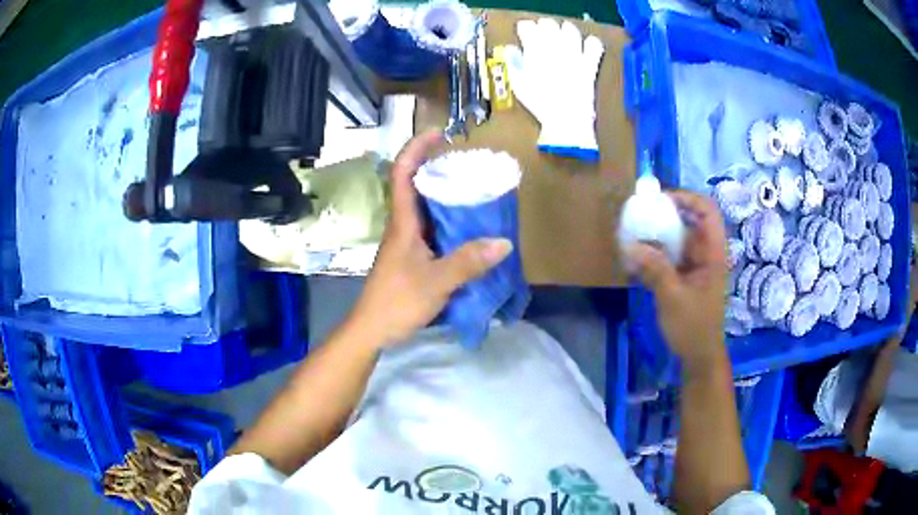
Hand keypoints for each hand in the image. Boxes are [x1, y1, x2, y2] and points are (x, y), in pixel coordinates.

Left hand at [347, 131, 512, 348]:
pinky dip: (451, 222)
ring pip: (427, 208)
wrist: (373, 330)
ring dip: (447, 195)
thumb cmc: (396, 302)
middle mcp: (404, 226)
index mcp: (403, 222)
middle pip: (417, 185)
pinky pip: (434, 229)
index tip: (439, 134)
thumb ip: (468, 262)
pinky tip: (471, 229)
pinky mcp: (414, 257)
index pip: (403, 174)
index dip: (416, 148)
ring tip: (476, 190)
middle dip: (438, 167)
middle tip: (469, 164)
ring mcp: (408, 242)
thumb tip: (504, 242)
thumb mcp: (436, 281)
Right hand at [624, 191, 728, 367]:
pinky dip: (652, 254)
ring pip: (676, 239)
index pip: (707, 211)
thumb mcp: (673, 298)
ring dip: (655, 236)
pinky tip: (634, 260)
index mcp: (713, 253)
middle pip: (688, 221)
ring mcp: (694, 266)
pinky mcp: (684, 277)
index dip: (686, 198)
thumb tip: (629, 245)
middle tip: (638, 216)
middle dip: (664, 216)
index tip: (660, 201)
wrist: (698, 357)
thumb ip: (654, 269)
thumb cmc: (693, 328)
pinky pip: (668, 257)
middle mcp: (705, 253)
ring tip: (631, 236)